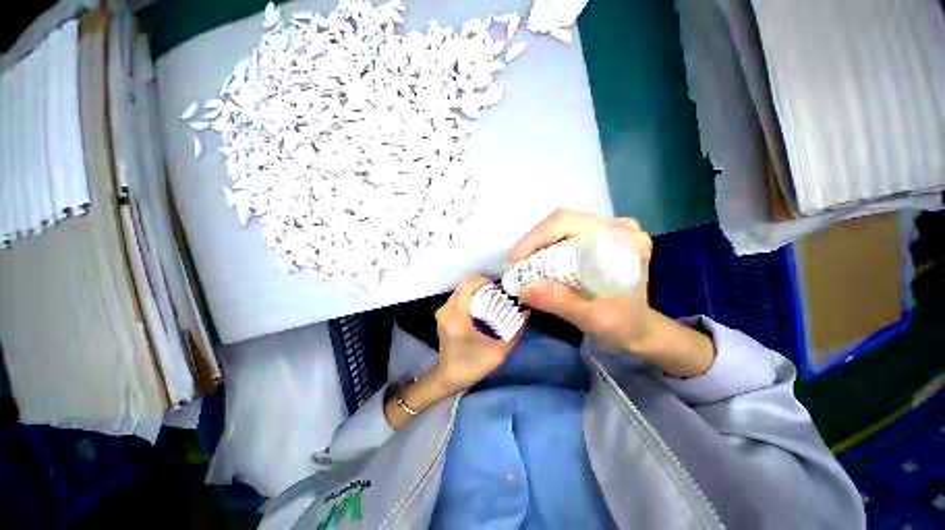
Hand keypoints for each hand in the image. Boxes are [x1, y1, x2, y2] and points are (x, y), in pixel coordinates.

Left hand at [432, 275, 526, 393]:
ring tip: (493, 301)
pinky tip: (483, 309)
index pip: (468, 283)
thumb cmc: (472, 365)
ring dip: (478, 291)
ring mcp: (443, 310)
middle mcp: (447, 308)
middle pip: (466, 284)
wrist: (448, 378)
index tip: (500, 290)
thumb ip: (515, 331)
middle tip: (500, 296)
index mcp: (457, 313)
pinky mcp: (444, 314)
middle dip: (484, 286)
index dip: (485, 281)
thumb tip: (526, 312)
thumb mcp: (498, 351)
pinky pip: (460, 297)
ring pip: (462, 290)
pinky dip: (472, 298)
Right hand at [509, 209, 714, 376]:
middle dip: (533, 243)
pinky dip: (545, 249)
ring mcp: (606, 230)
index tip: (514, 260)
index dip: (536, 238)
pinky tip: (536, 264)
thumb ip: (562, 303)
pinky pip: (563, 235)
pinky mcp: (597, 238)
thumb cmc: (623, 324)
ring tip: (522, 266)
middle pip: (561, 222)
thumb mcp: (594, 319)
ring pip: (559, 227)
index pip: (569, 223)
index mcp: (622, 239)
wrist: (638, 328)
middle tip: (514, 265)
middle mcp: (615, 227)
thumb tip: (525, 288)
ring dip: (536, 246)